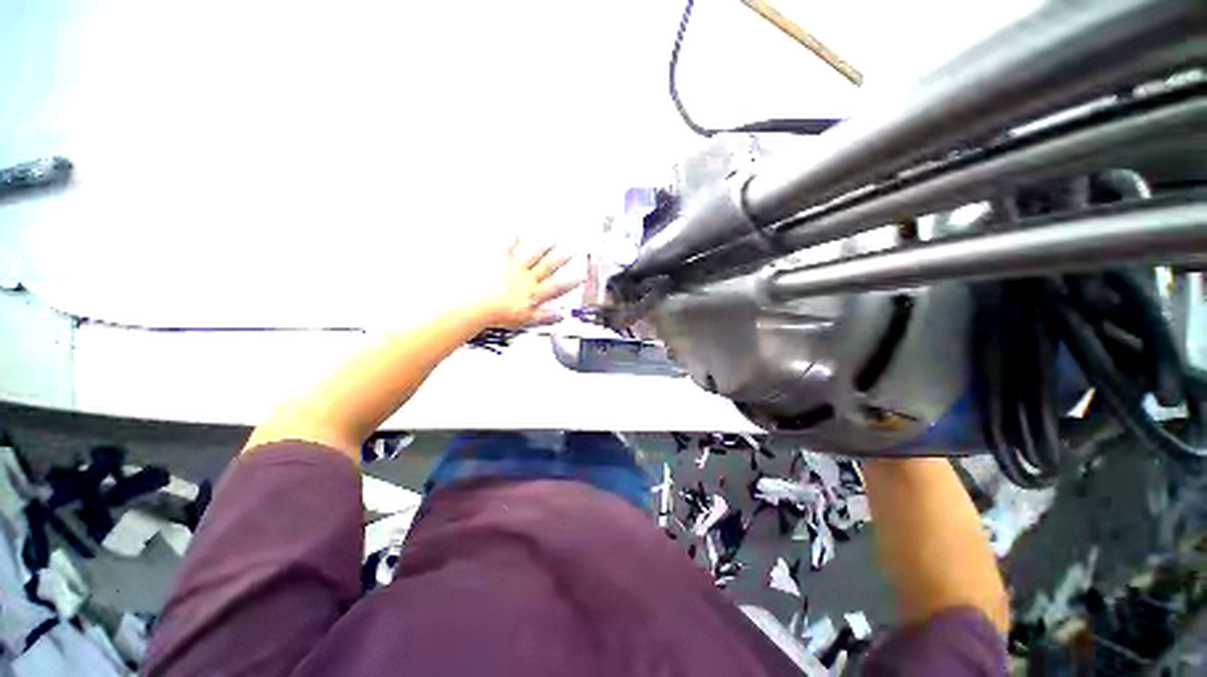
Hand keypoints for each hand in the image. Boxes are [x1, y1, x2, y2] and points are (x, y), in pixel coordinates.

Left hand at [473, 240, 580, 329]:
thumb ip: (545, 316)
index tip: (581, 275)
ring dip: (543, 247)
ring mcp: (514, 268)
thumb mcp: (526, 320)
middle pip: (548, 267)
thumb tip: (561, 315)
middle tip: (573, 250)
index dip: (571, 282)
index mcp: (534, 293)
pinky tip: (517, 229)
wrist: (478, 306)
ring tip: (553, 239)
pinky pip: (508, 248)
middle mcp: (527, 279)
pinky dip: (513, 238)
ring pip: (533, 255)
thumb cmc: (499, 314)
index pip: (557, 287)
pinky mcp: (499, 261)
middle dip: (562, 259)